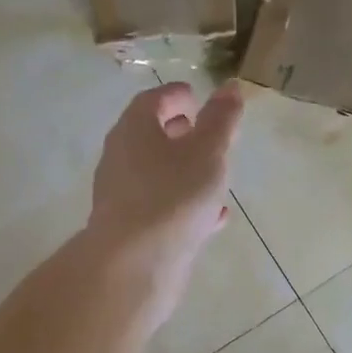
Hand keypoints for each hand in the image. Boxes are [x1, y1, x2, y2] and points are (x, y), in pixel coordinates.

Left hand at [85, 80, 244, 320]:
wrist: (133, 265)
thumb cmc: (172, 197)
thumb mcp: (207, 152)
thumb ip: (221, 120)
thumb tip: (231, 87)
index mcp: (134, 130)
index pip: (152, 101)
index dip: (176, 96)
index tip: (197, 97)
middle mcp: (121, 159)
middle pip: (149, 137)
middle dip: (178, 133)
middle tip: (205, 133)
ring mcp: (123, 196)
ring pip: (156, 174)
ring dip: (183, 170)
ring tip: (214, 175)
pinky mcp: (131, 230)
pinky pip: (161, 206)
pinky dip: (184, 203)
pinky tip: (212, 218)